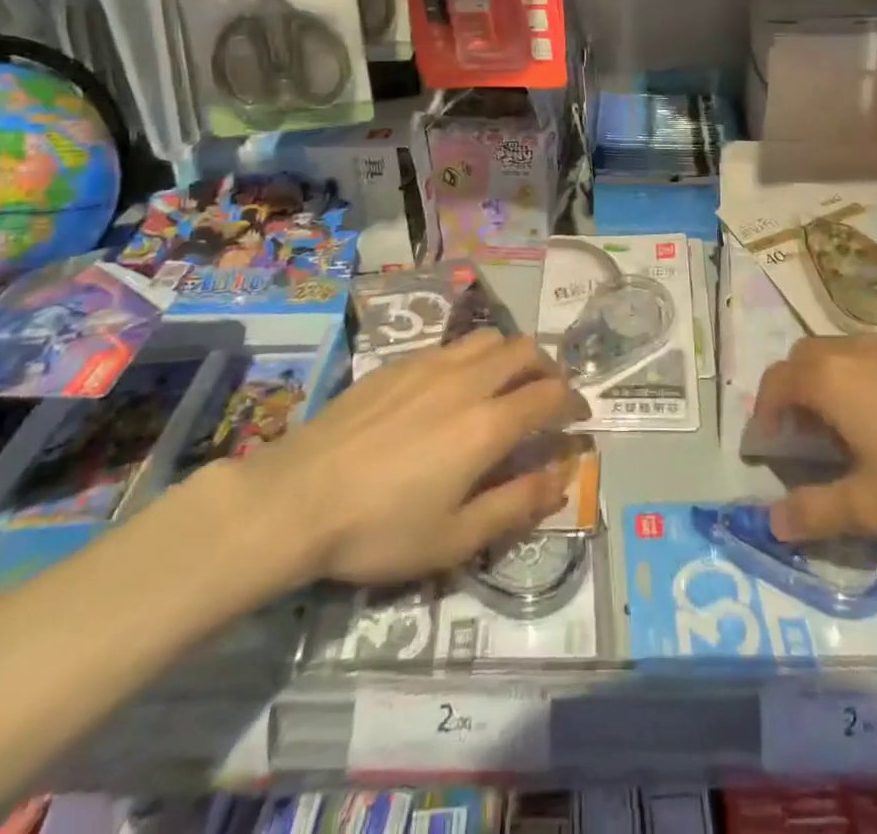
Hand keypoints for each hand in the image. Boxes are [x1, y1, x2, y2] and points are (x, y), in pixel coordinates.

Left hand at [192, 332, 587, 601]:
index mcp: (488, 424)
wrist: (296, 498)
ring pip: (489, 339)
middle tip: (550, 396)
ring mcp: (431, 365)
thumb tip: (563, 477)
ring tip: (508, 384)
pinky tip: (456, 386)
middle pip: (526, 351)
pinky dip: (474, 357)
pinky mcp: (399, 362)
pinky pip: (453, 345)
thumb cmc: (379, 529)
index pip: (549, 396)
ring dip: (512, 356)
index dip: (574, 403)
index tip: (580, 417)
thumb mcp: (455, 538)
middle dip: (549, 369)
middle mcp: (467, 381)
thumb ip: (517, 504)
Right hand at [752, 335, 876, 542]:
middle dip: (794, 392)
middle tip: (808, 435)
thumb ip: (818, 513)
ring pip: (845, 354)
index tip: (769, 447)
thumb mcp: (876, 507)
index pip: (774, 384)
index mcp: (828, 379)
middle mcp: (852, 349)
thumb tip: (773, 523)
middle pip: (805, 359)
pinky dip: (872, 379)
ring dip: (834, 383)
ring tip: (858, 427)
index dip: (763, 415)